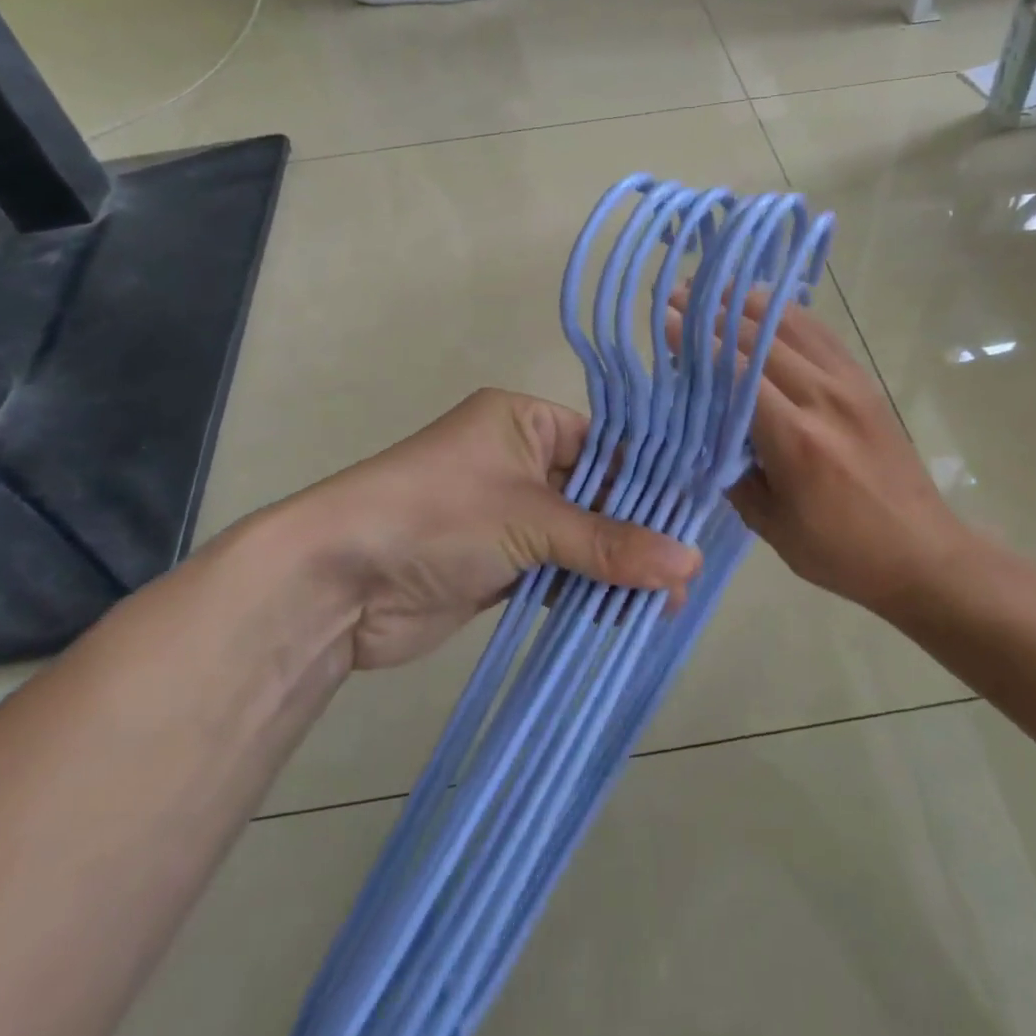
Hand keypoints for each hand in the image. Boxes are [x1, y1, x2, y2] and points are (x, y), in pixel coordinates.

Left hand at [288, 389, 698, 670]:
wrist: (338, 581)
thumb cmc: (437, 516)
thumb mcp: (530, 519)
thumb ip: (609, 543)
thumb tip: (690, 564)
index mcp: (524, 421)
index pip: (606, 443)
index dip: (650, 480)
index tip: (696, 519)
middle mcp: (519, 459)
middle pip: (596, 492)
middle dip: (636, 534)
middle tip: (684, 578)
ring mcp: (507, 513)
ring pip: (578, 536)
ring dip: (613, 568)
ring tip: (665, 605)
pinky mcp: (498, 561)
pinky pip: (555, 569)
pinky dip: (583, 590)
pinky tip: (621, 614)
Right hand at [676, 292, 978, 617]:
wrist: (922, 553)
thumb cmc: (839, 551)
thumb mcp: (770, 524)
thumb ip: (732, 471)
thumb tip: (705, 428)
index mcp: (795, 438)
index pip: (736, 373)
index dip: (698, 342)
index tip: (667, 319)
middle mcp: (823, 398)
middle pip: (761, 339)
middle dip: (716, 314)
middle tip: (680, 296)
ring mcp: (850, 384)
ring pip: (794, 326)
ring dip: (752, 304)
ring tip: (718, 289)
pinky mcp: (865, 383)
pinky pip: (823, 335)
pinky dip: (791, 314)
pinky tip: (769, 305)